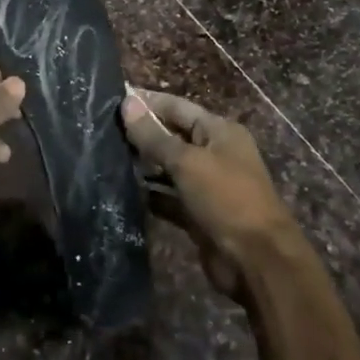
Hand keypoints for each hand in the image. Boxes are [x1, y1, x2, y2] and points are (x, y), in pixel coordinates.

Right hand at [121, 86, 297, 302]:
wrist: (257, 261)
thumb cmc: (226, 198)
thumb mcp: (187, 162)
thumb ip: (153, 136)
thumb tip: (126, 103)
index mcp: (219, 132)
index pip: (177, 107)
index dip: (147, 102)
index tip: (113, 97)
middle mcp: (214, 154)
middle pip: (172, 136)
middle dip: (141, 133)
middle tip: (102, 128)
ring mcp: (207, 185)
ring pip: (168, 168)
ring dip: (142, 164)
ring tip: (105, 155)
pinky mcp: (198, 214)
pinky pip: (168, 197)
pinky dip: (150, 194)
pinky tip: (123, 189)